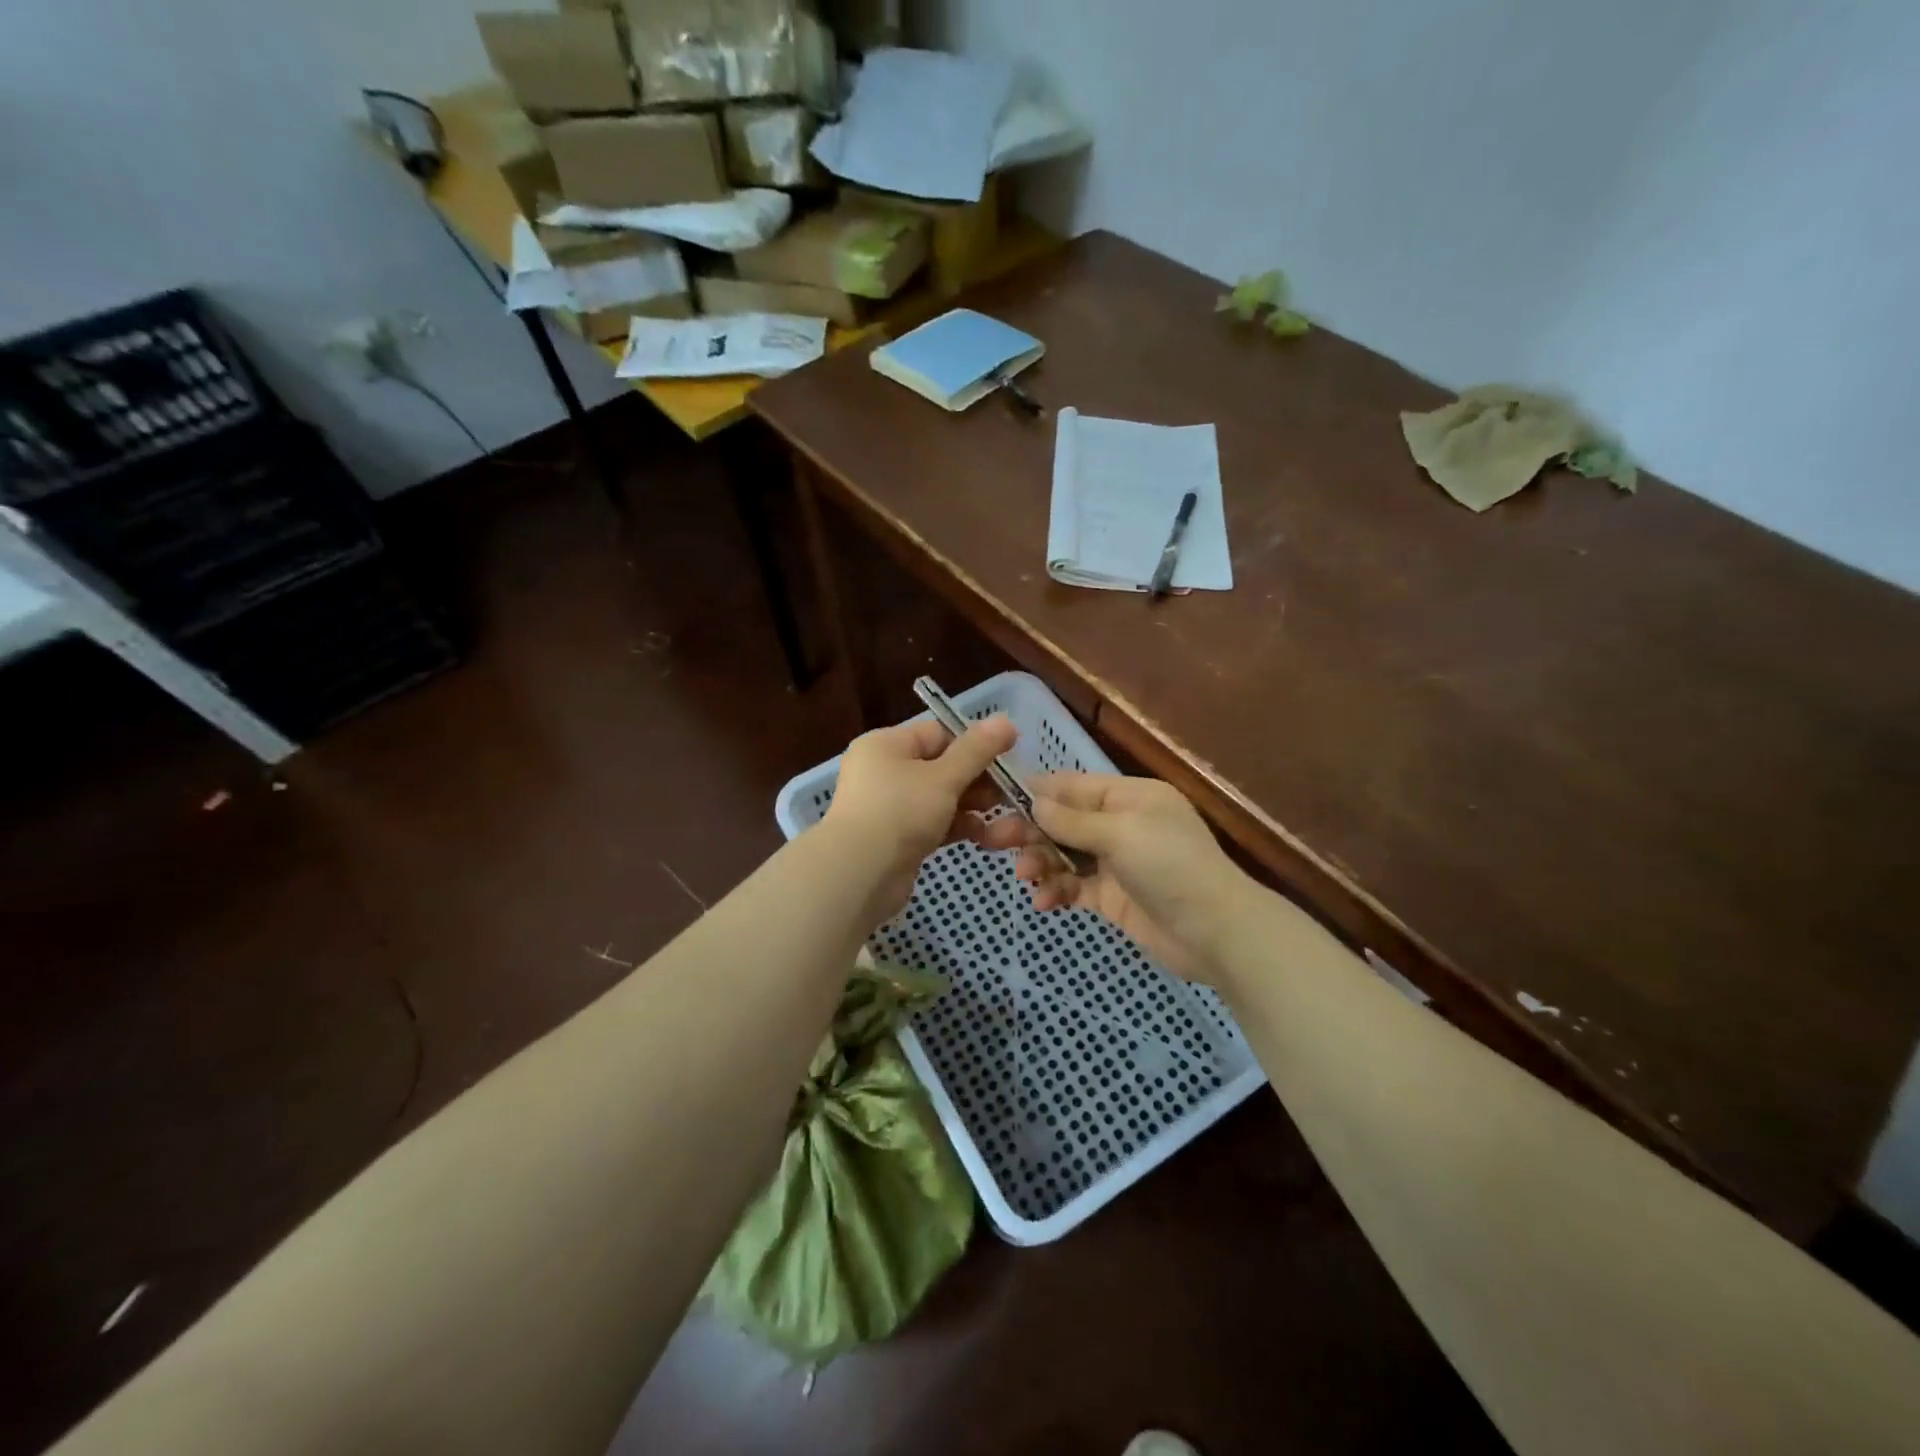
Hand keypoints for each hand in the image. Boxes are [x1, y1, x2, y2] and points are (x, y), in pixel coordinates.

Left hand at [823, 714, 1018, 916]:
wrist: (859, 875)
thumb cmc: (900, 812)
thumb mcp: (944, 777)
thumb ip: (977, 750)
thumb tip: (1006, 720)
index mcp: (886, 745)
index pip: (938, 733)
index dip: (974, 744)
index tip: (1008, 758)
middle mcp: (883, 771)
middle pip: (940, 766)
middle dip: (976, 780)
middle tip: (1007, 792)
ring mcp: (887, 807)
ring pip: (938, 798)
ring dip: (970, 806)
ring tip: (1001, 817)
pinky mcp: (895, 839)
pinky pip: (931, 824)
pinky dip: (955, 826)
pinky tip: (983, 836)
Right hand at [981, 773, 1256, 984]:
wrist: (1216, 933)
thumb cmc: (1170, 867)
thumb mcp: (1120, 833)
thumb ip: (1072, 820)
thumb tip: (1034, 801)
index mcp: (1129, 797)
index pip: (1074, 786)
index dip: (1037, 791)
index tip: (997, 797)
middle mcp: (1121, 824)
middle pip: (1064, 821)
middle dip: (1031, 830)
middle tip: (994, 841)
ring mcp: (1116, 863)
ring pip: (1065, 854)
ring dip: (1041, 862)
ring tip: (1025, 876)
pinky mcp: (1112, 897)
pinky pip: (1074, 887)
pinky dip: (1056, 891)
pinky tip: (1043, 902)